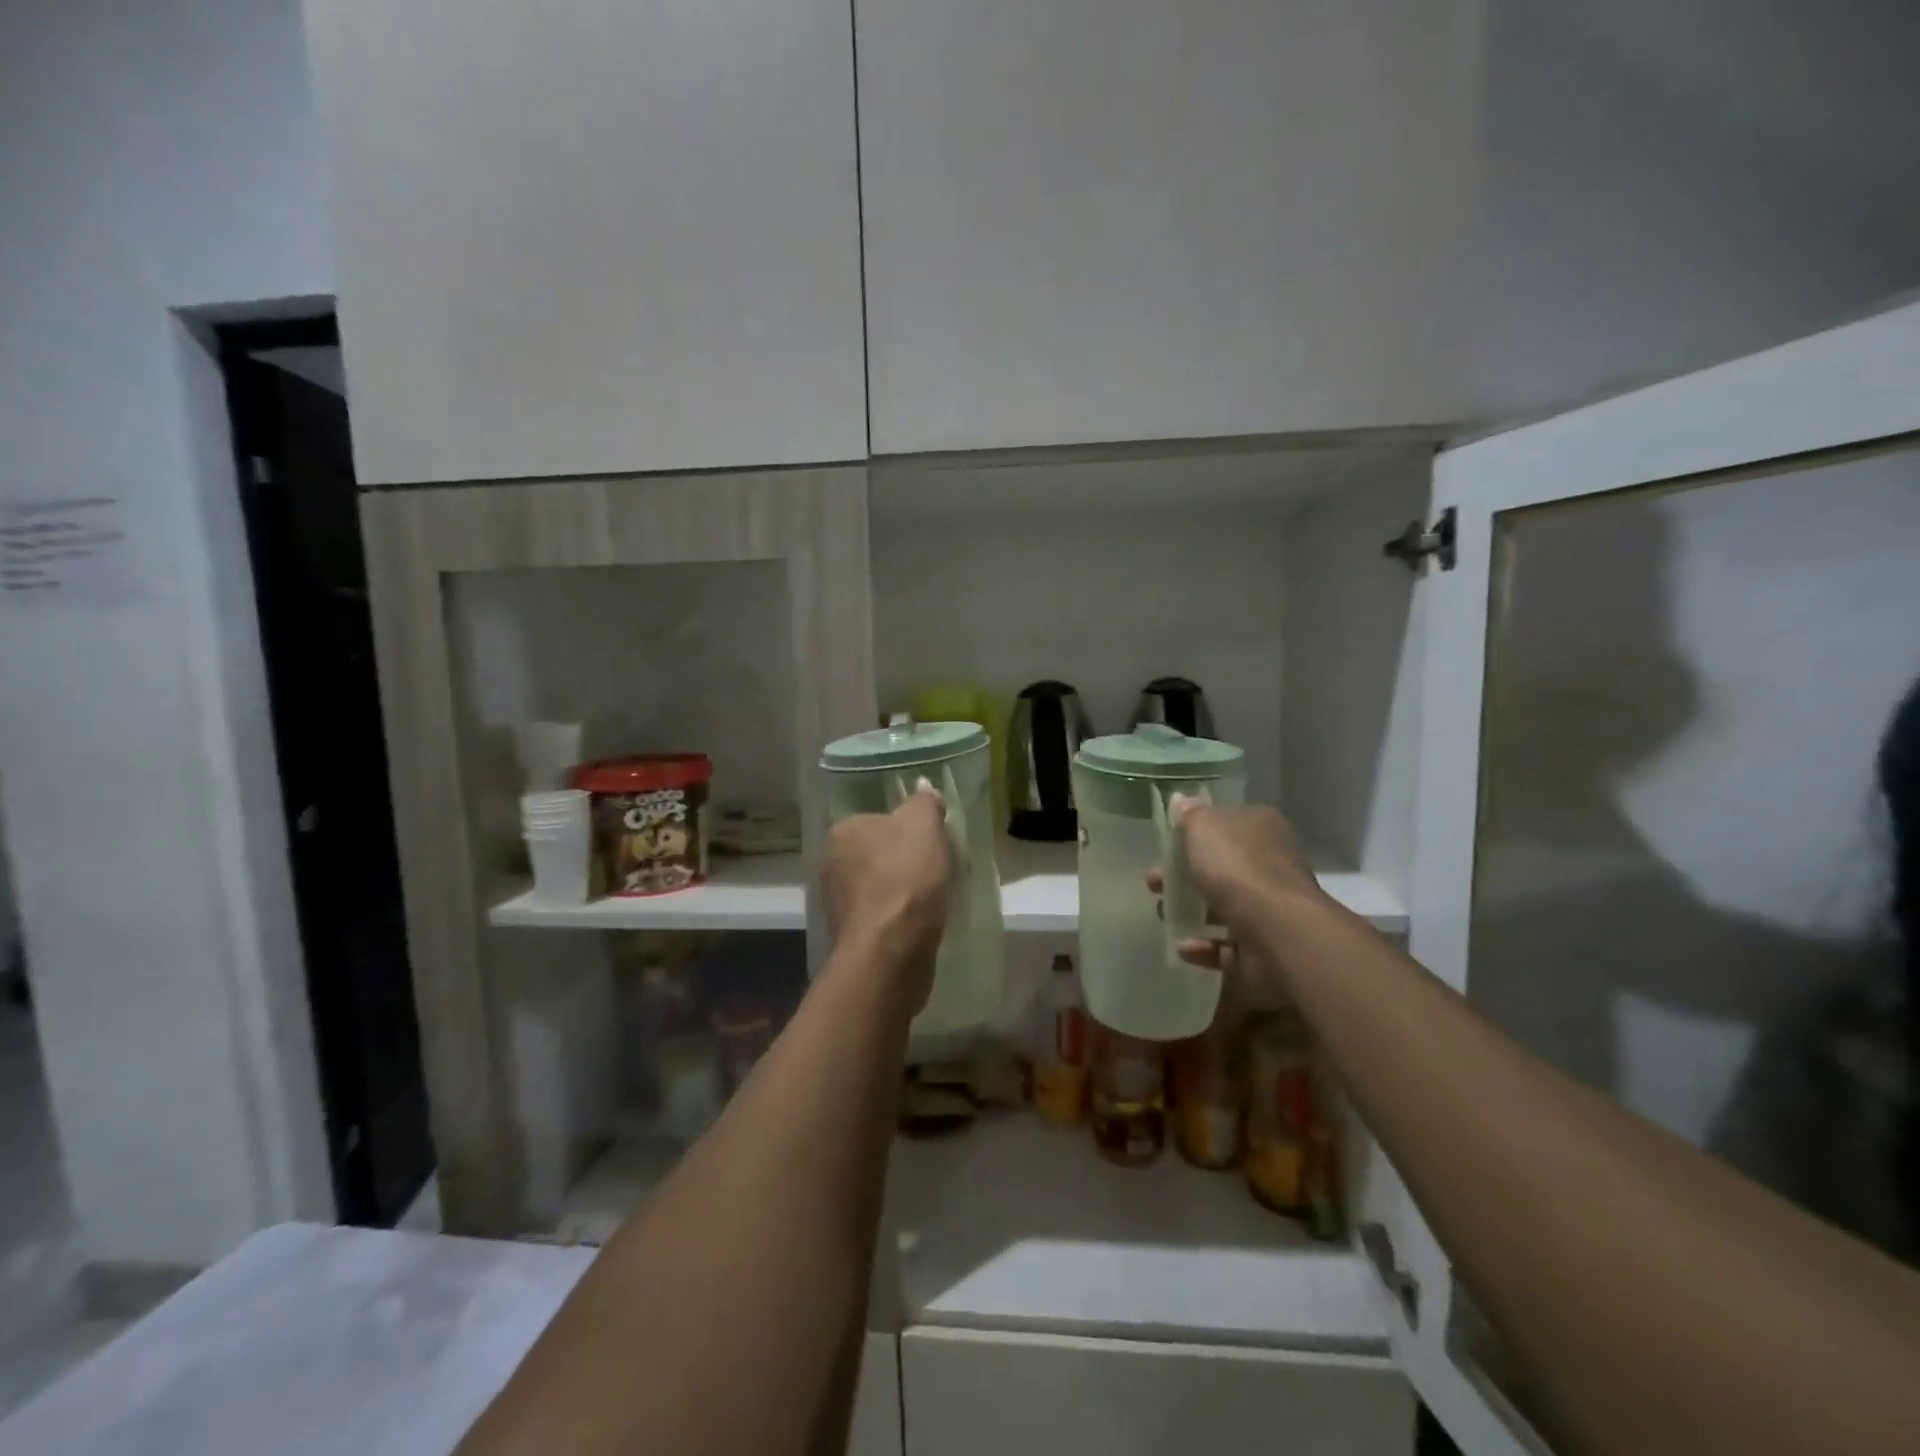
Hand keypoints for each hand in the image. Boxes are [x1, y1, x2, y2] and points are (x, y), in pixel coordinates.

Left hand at [822, 784, 950, 1003]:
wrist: (891, 949)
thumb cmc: (905, 876)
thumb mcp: (923, 824)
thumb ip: (924, 802)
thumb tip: (923, 786)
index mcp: (842, 831)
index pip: (876, 819)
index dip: (906, 827)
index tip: (930, 839)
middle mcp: (831, 864)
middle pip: (877, 852)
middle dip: (903, 859)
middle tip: (937, 865)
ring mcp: (839, 903)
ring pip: (880, 885)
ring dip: (903, 890)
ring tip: (934, 895)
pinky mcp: (853, 935)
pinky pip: (883, 915)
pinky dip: (900, 915)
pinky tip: (922, 920)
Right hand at [1148, 798, 1327, 978]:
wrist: (1275, 929)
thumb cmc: (1236, 867)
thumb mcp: (1204, 826)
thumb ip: (1190, 815)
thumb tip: (1182, 802)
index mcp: (1261, 829)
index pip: (1228, 825)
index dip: (1196, 834)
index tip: (1167, 847)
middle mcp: (1270, 866)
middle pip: (1221, 868)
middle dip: (1185, 876)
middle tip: (1154, 883)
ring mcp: (1269, 909)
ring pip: (1223, 907)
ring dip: (1191, 912)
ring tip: (1163, 914)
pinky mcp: (1264, 947)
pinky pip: (1228, 946)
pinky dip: (1204, 946)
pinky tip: (1185, 946)